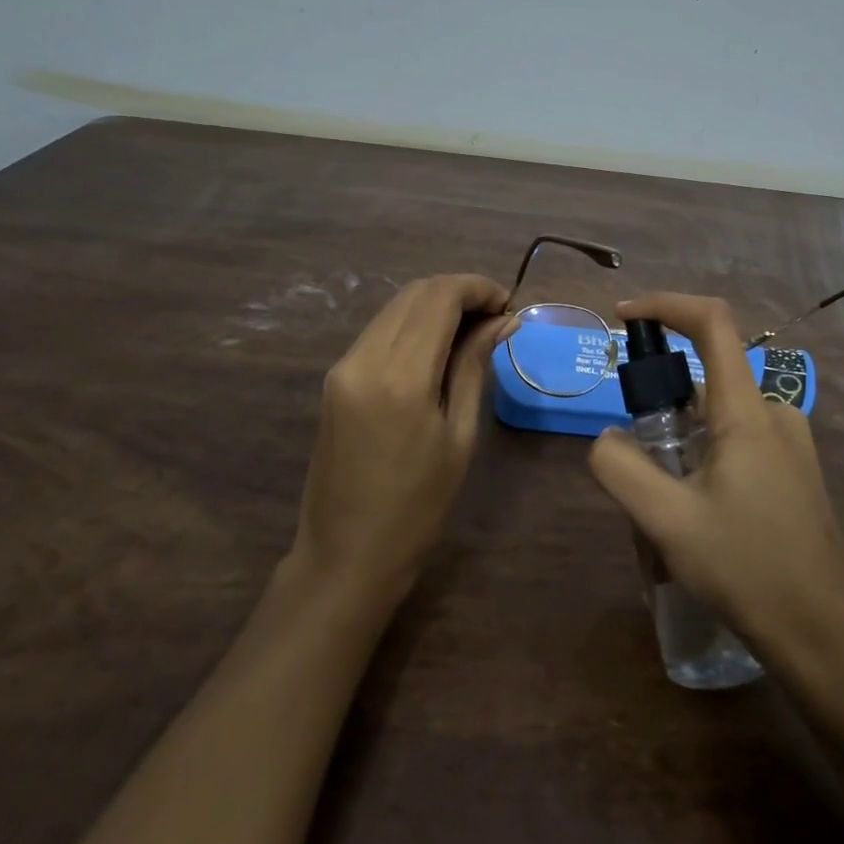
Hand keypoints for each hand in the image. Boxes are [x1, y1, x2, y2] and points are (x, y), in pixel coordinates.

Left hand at [292, 274, 515, 606]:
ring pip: (395, 307)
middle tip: (495, 316)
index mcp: (400, 376)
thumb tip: (502, 321)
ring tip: (473, 330)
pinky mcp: (335, 377)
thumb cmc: (417, 507)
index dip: (477, 288)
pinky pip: (379, 331)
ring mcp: (343, 366)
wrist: (346, 555)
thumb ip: (473, 367)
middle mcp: (364, 358)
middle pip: (415, 293)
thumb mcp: (458, 436)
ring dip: (435, 305)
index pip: (439, 298)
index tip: (508, 304)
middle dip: (459, 292)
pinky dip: (412, 324)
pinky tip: (438, 346)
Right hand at [587, 293, 843, 670]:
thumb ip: (621, 467)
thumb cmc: (747, 569)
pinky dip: (702, 453)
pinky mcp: (793, 471)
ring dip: (679, 437)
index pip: (712, 323)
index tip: (623, 317)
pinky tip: (693, 512)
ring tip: (661, 501)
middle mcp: (775, 414)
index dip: (665, 305)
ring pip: (718, 414)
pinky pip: (736, 439)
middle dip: (660, 400)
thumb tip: (606, 438)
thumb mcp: (667, 521)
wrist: (824, 636)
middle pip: (707, 375)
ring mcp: (789, 444)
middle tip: (635, 458)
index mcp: (748, 412)